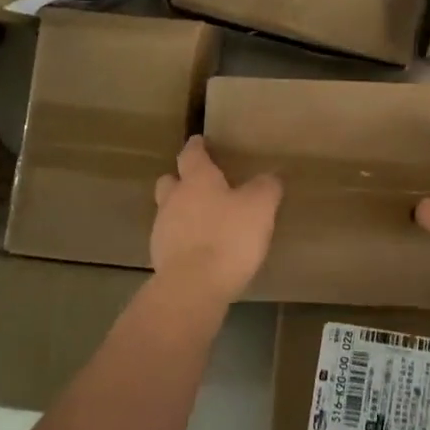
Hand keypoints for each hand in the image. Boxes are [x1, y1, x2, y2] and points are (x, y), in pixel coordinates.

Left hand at [150, 136, 281, 305]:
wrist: (193, 288)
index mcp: (197, 180)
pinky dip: (183, 239)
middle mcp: (174, 199)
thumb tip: (269, 176)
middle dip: (181, 179)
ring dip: (182, 212)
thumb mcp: (260, 207)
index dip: (197, 147)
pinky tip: (201, 250)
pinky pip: (172, 240)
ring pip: (168, 211)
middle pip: (170, 181)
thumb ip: (265, 187)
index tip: (200, 141)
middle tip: (199, 183)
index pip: (192, 154)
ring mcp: (162, 230)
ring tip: (205, 221)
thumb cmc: (228, 237)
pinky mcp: (160, 259)